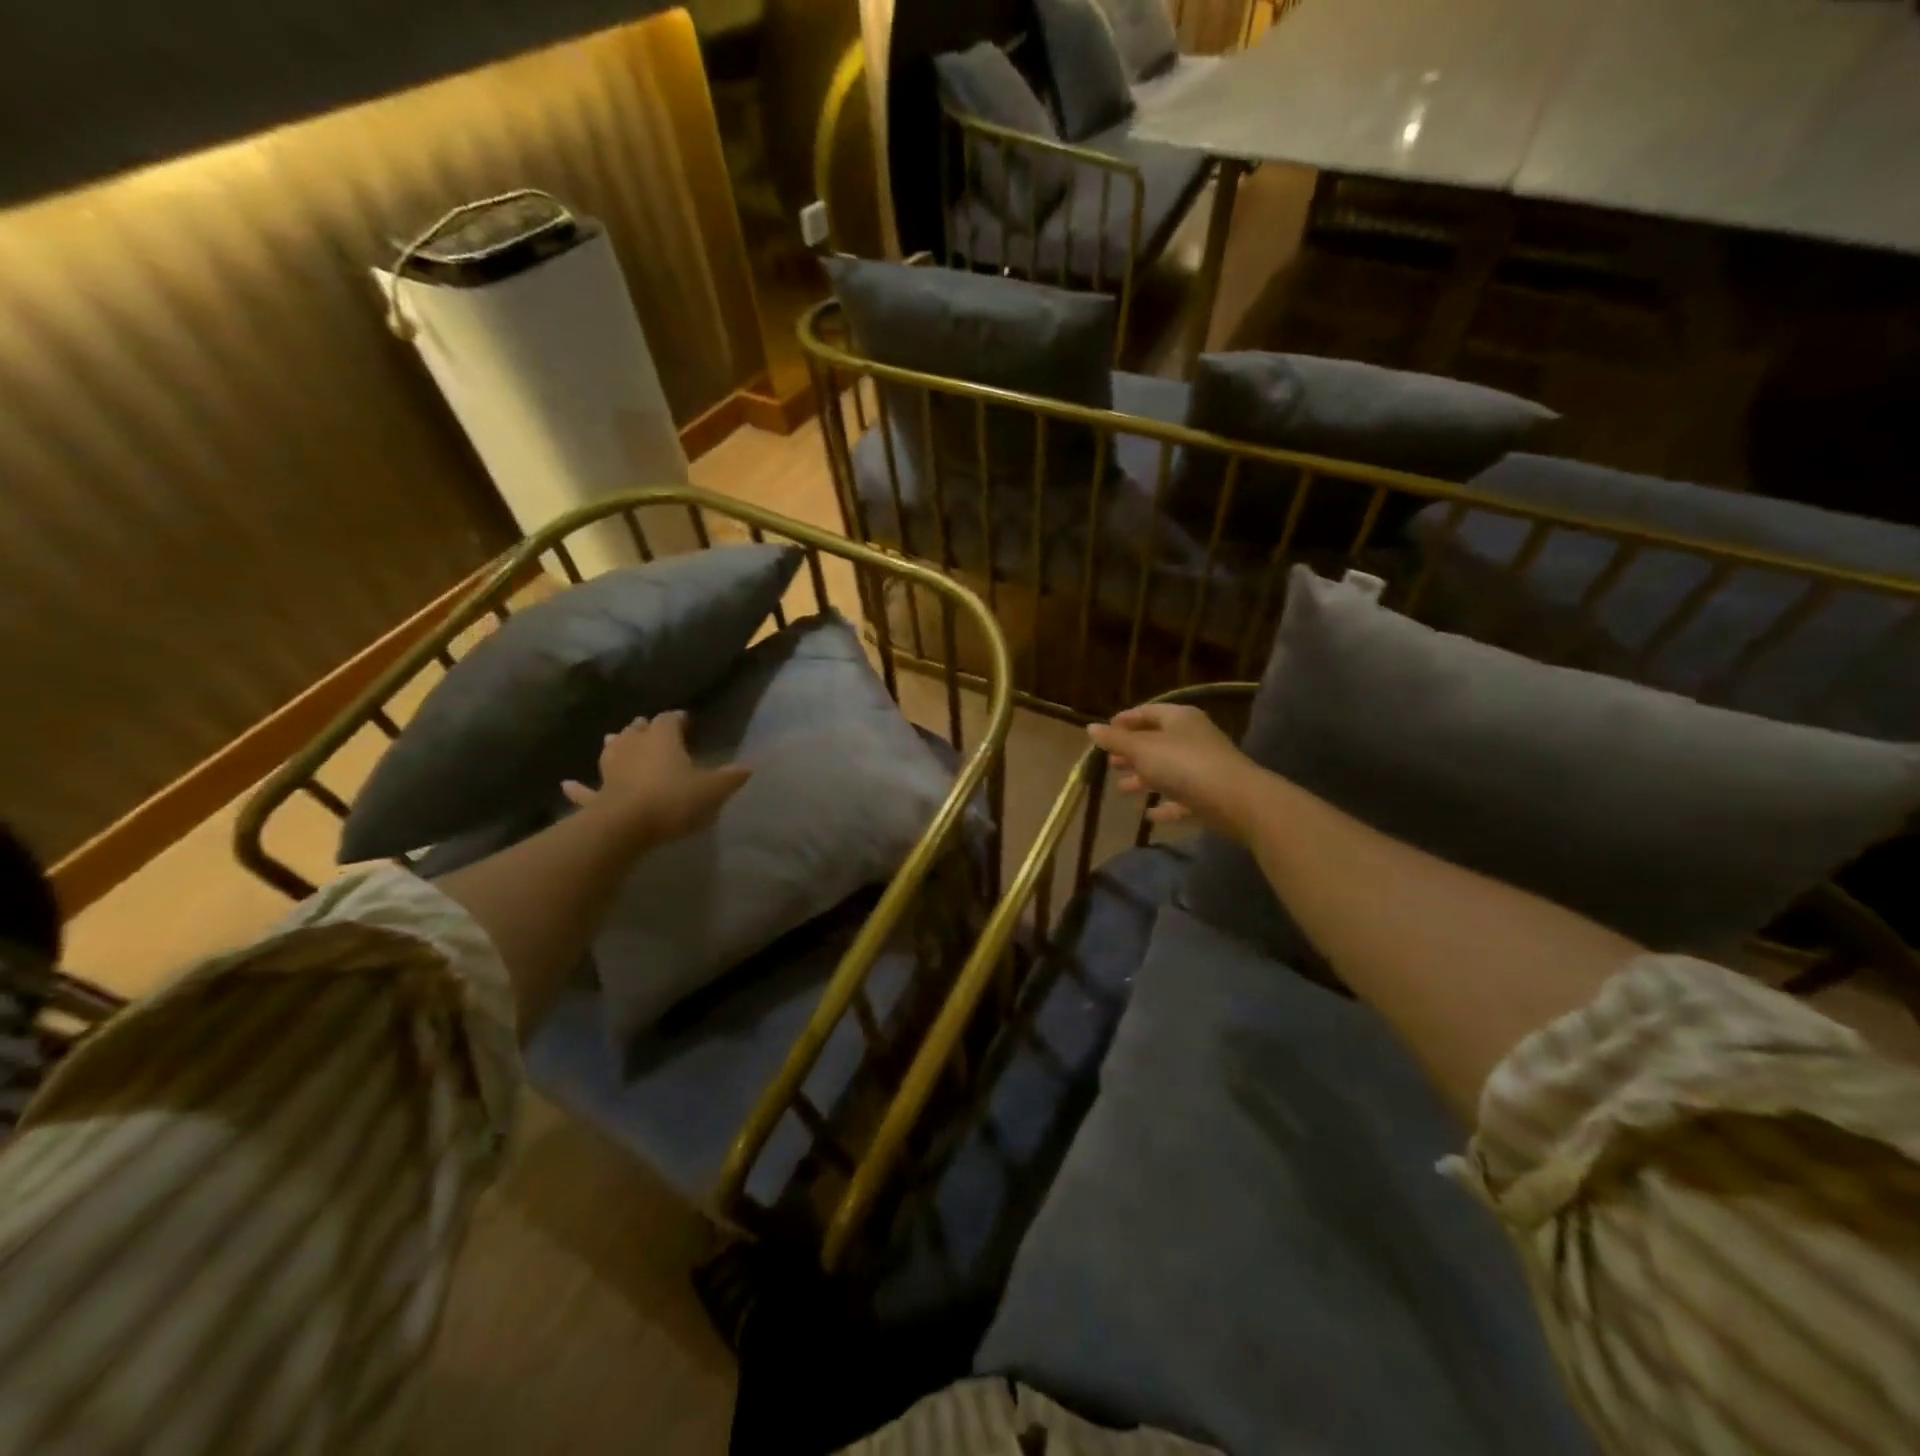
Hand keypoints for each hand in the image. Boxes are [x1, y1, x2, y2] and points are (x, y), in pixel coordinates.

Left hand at [562, 713, 749, 847]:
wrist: (626, 825)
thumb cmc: (673, 800)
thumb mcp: (712, 790)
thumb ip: (729, 778)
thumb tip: (748, 767)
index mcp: (663, 740)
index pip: (670, 719)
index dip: (678, 718)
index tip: (686, 719)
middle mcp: (634, 747)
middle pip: (637, 730)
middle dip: (644, 726)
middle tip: (649, 725)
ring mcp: (611, 771)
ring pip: (612, 751)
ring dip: (614, 745)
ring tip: (613, 738)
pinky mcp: (597, 796)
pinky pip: (586, 791)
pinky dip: (578, 788)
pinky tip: (566, 784)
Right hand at [1087, 703, 1257, 838]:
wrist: (1235, 800)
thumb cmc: (1183, 764)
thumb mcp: (1142, 749)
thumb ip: (1116, 740)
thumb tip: (1090, 727)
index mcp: (1179, 719)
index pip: (1148, 712)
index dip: (1125, 720)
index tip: (1105, 731)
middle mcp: (1192, 738)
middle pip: (1156, 741)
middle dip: (1132, 752)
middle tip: (1110, 762)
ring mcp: (1203, 767)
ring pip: (1167, 770)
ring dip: (1144, 779)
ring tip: (1121, 789)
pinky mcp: (1209, 795)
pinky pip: (1181, 797)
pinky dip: (1164, 803)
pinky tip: (1149, 815)